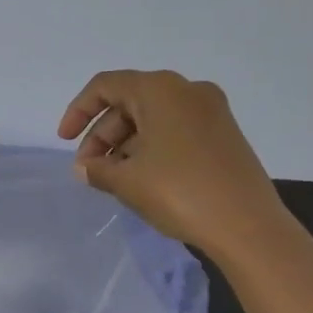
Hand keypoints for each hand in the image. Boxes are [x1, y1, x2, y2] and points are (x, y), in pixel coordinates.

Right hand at [57, 70, 290, 257]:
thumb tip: (85, 168)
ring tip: (113, 179)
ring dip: (126, 144)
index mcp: (160, 89)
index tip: (64, 141)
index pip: (105, 86)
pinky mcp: (224, 134)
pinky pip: (175, 130)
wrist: (248, 226)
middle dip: (102, 134)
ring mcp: (211, 111)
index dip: (78, 111)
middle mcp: (187, 90)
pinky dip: (152, 147)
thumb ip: (97, 169)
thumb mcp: (127, 181)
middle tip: (89, 170)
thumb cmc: (180, 192)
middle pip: (129, 102)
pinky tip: (142, 178)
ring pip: (153, 118)